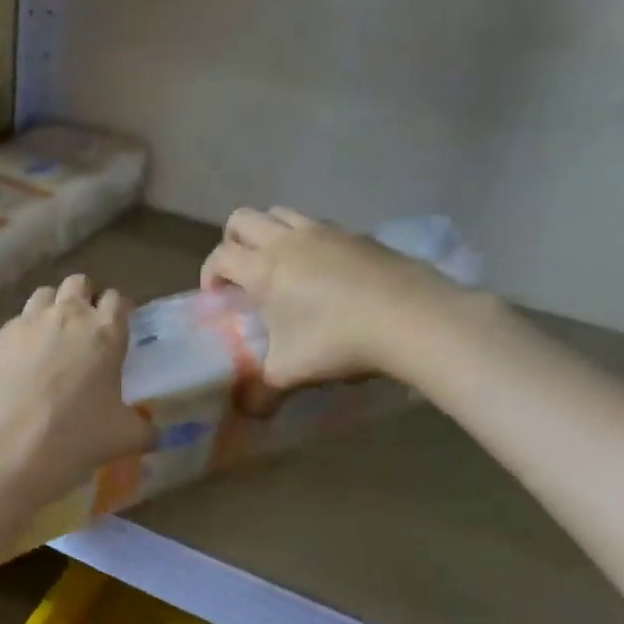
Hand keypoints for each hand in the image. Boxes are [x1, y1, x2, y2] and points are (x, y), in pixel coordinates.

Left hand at [0, 274, 151, 498]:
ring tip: (48, 341)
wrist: (4, 450)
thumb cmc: (74, 439)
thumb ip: (144, 430)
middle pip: (78, 284)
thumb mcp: (123, 438)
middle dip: (83, 298)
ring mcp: (24, 324)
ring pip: (41, 296)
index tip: (115, 328)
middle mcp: (65, 316)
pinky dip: (17, 340)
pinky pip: (10, 328)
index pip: (117, 300)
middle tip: (82, 330)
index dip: (117, 311)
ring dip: (49, 310)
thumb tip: (155, 435)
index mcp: (104, 333)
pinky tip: (14, 368)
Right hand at [201, 207, 473, 402]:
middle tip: (242, 276)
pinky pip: (320, 226)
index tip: (218, 299)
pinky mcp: (359, 235)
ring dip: (270, 234)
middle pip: (243, 219)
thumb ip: (259, 391)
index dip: (209, 274)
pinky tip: (325, 275)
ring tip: (281, 269)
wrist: (413, 319)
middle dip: (233, 243)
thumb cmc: (337, 342)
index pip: (220, 256)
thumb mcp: (288, 374)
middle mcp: (288, 241)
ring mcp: (327, 232)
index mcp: (263, 269)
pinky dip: (309, 242)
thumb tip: (246, 410)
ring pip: (281, 213)